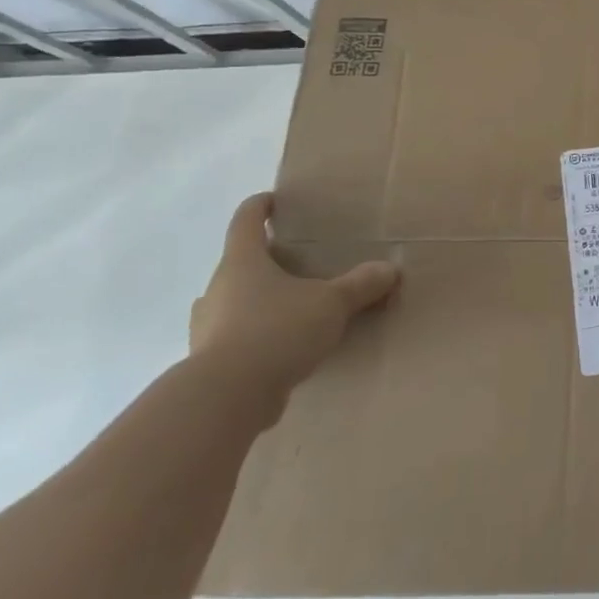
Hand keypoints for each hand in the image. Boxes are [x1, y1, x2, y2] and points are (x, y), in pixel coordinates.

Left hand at [189, 192, 399, 400]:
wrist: (227, 397)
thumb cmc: (277, 330)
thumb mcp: (331, 303)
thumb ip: (361, 285)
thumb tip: (390, 269)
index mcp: (243, 262)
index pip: (246, 220)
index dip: (260, 207)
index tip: (275, 201)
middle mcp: (218, 288)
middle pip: (241, 263)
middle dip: (268, 261)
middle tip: (300, 264)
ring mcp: (208, 326)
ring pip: (235, 302)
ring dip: (259, 301)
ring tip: (293, 309)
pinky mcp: (209, 362)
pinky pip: (236, 338)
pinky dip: (257, 337)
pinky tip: (284, 349)